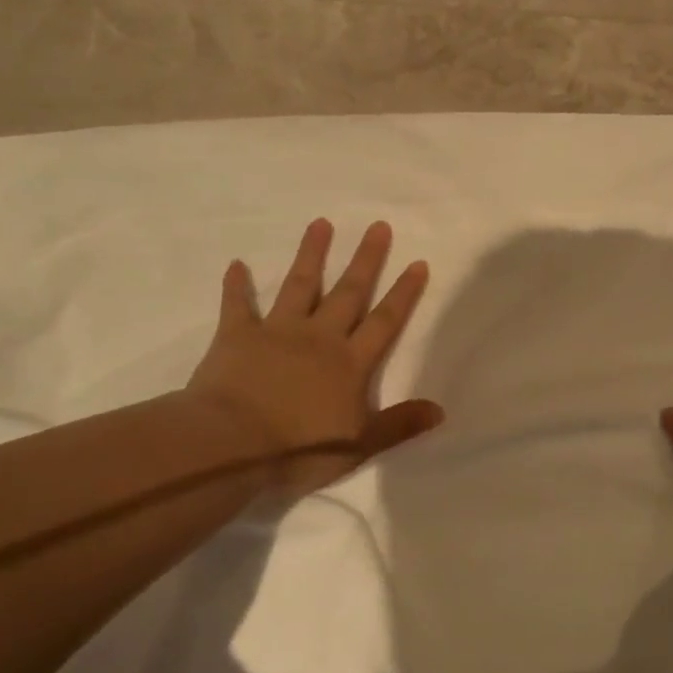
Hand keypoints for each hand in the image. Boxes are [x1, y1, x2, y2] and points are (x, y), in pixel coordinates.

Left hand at [188, 219, 442, 496]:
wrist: (231, 445)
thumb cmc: (299, 449)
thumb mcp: (360, 445)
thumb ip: (400, 425)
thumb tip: (441, 410)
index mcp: (350, 363)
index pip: (384, 322)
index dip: (403, 294)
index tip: (417, 263)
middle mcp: (319, 338)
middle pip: (348, 293)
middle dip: (366, 260)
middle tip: (377, 226)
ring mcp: (277, 332)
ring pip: (300, 287)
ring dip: (311, 255)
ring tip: (321, 223)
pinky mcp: (236, 337)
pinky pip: (238, 306)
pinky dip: (237, 286)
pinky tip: (237, 264)